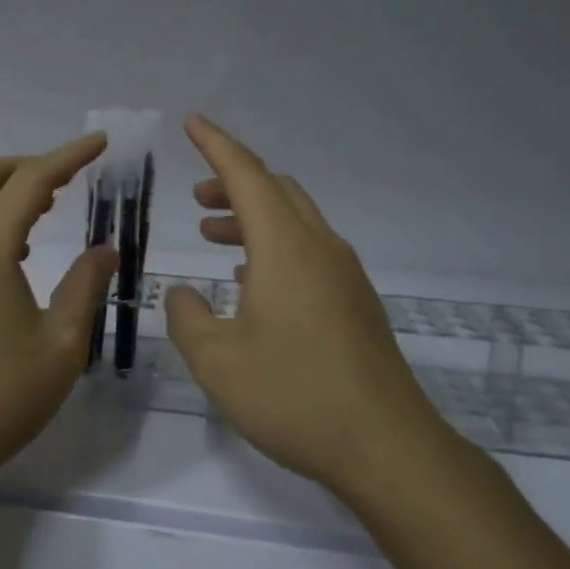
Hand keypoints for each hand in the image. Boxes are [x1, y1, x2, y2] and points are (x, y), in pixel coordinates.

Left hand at [0, 133, 118, 493]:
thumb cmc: (1, 396)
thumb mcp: (63, 344)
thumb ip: (86, 286)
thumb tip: (104, 249)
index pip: (31, 182)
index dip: (68, 156)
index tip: (99, 142)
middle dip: (29, 165)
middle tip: (69, 177)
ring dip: (3, 192)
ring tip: (44, 213)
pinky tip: (12, 258)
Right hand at [165, 114, 451, 494]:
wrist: (386, 446)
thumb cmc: (294, 395)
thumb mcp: (217, 360)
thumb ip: (187, 317)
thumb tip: (182, 294)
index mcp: (285, 247)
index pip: (246, 175)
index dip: (216, 145)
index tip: (192, 122)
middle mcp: (319, 247)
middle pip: (276, 190)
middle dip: (233, 182)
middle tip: (197, 196)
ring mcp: (344, 274)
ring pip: (295, 220)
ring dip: (253, 216)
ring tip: (215, 235)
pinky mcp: (355, 302)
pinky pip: (309, 249)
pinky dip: (275, 245)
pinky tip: (253, 281)